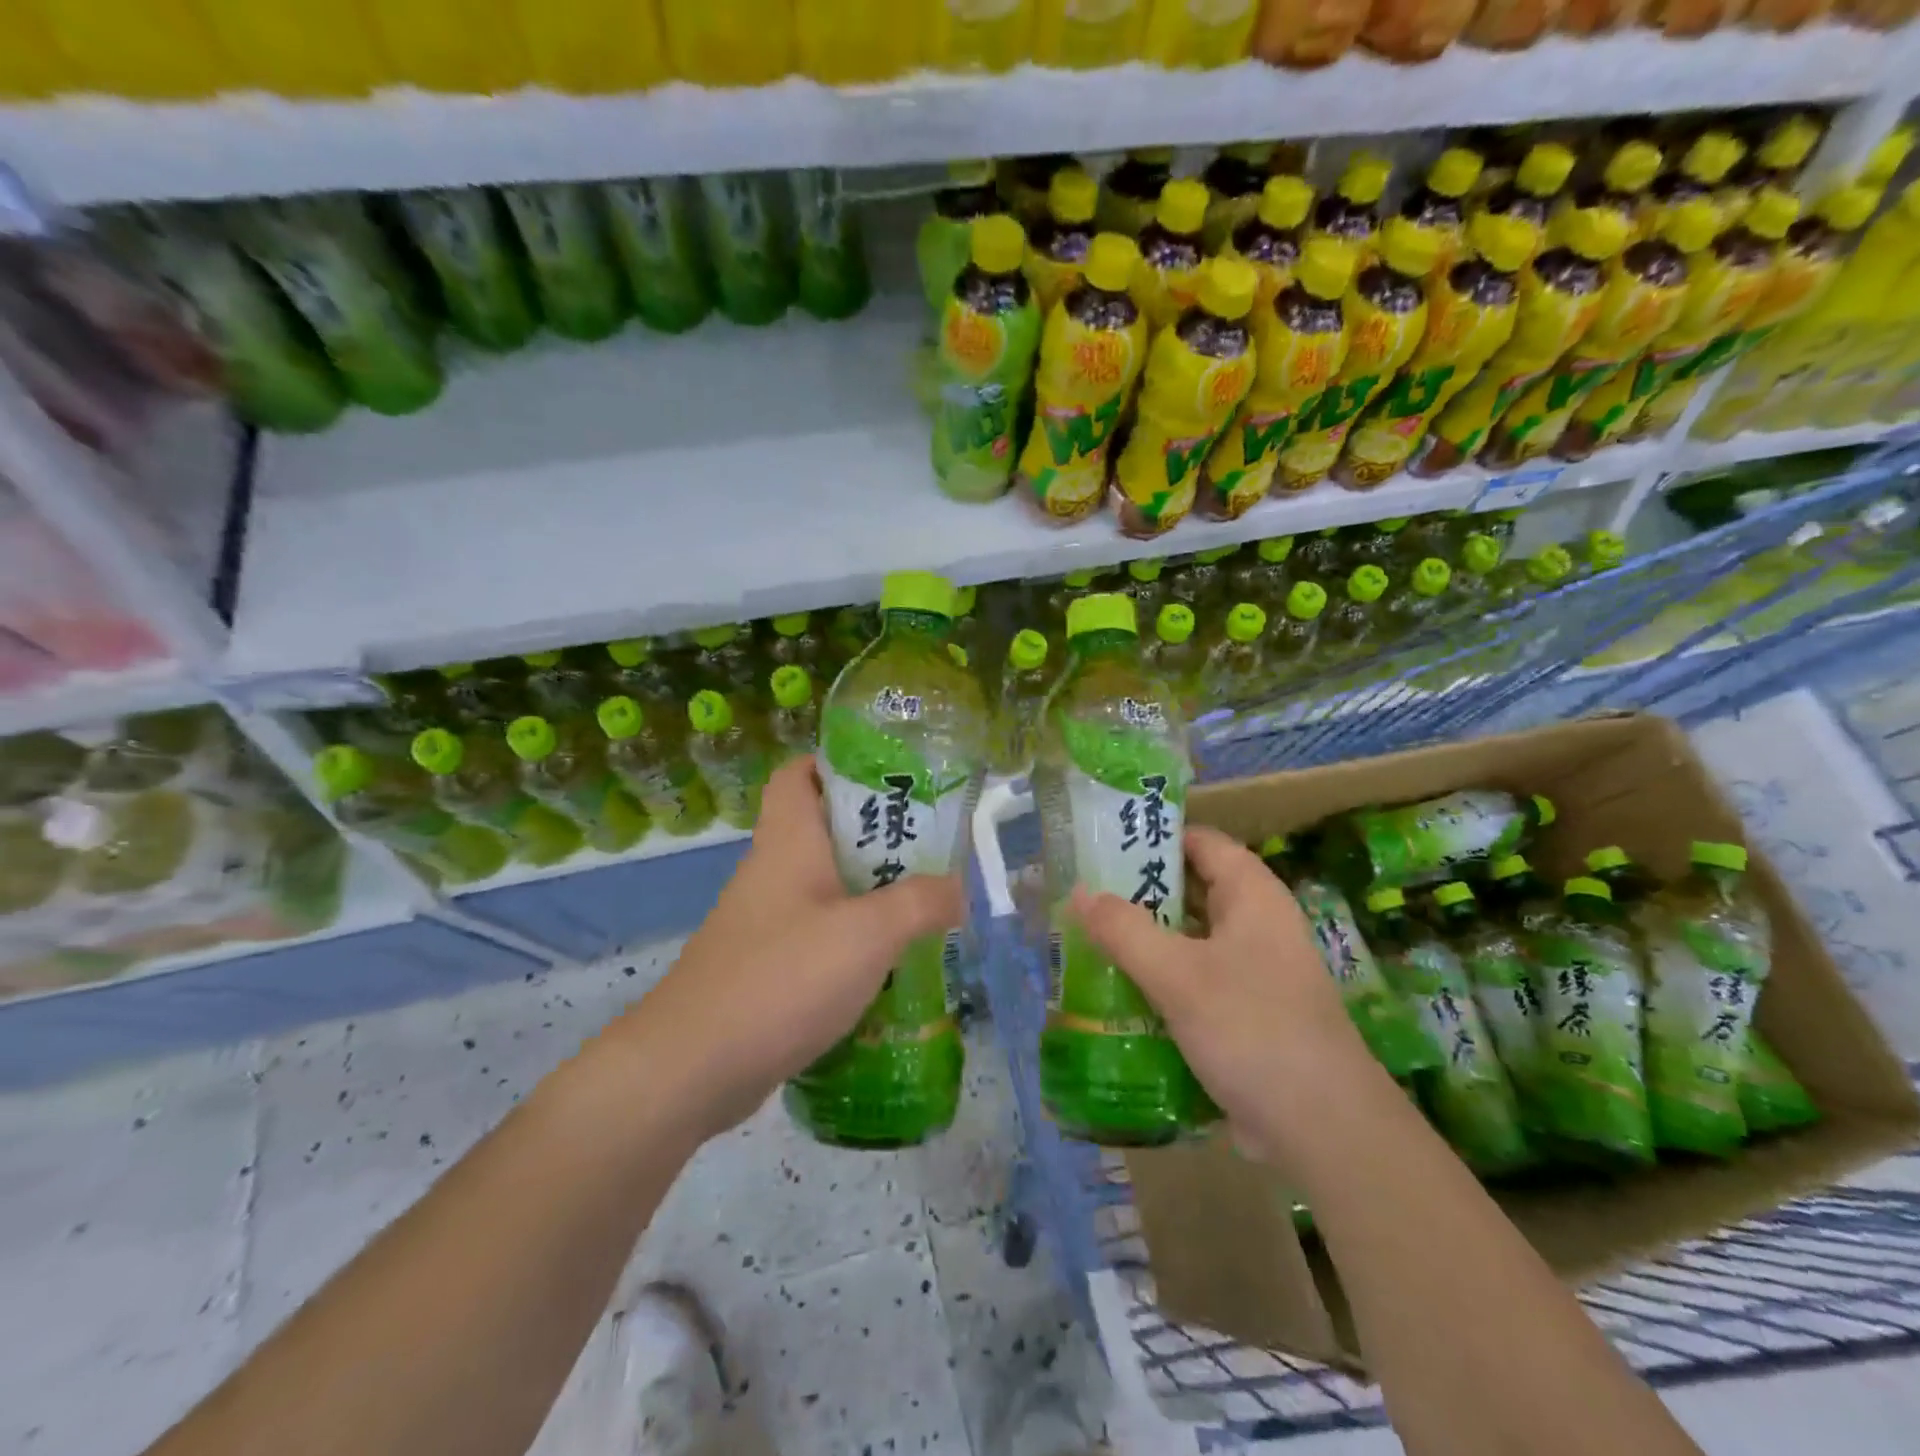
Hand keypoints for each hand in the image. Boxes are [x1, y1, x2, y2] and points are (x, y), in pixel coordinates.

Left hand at [610, 756, 963, 1141]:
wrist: (693, 1067)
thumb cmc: (783, 976)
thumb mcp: (868, 933)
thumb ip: (921, 903)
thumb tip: (957, 890)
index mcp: (788, 841)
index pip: (798, 774)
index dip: (836, 764)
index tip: (888, 778)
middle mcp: (772, 872)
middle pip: (822, 831)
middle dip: (876, 835)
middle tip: (928, 849)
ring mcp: (763, 922)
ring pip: (824, 888)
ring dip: (869, 892)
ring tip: (922, 905)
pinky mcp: (763, 966)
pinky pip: (816, 935)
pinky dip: (850, 940)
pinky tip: (886, 965)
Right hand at [1071, 826, 1384, 1161]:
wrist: (1323, 1129)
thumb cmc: (1252, 1029)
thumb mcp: (1178, 975)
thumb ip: (1124, 929)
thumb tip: (1078, 890)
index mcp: (1252, 896)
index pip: (1200, 842)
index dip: (1154, 837)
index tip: (1102, 844)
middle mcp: (1255, 924)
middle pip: (1190, 890)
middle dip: (1138, 892)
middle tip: (1082, 895)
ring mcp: (1252, 971)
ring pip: (1188, 939)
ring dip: (1144, 939)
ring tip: (1086, 939)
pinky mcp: (1245, 1013)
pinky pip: (1193, 980)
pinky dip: (1159, 979)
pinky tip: (1118, 991)